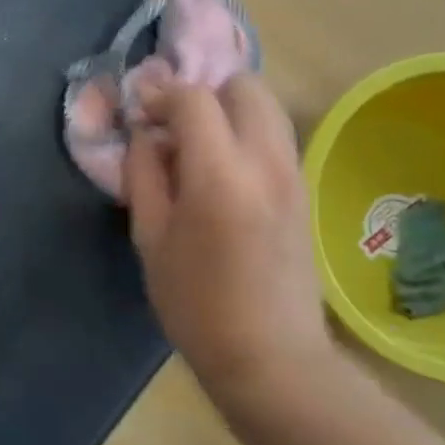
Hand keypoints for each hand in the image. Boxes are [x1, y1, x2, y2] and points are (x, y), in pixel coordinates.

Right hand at [124, 73, 336, 405]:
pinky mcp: (304, 190)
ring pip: (267, 107)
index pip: (193, 99)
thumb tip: (146, 135)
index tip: (139, 112)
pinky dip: (245, 132)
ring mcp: (294, 175)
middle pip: (245, 87)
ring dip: (228, 110)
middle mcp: (266, 163)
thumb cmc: (195, 304)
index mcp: (220, 176)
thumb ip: (144, 175)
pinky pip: (275, 136)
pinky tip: (220, 169)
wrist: (271, 357)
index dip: (160, 95)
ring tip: (196, 144)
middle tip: (173, 124)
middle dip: (204, 93)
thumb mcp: (150, 239)